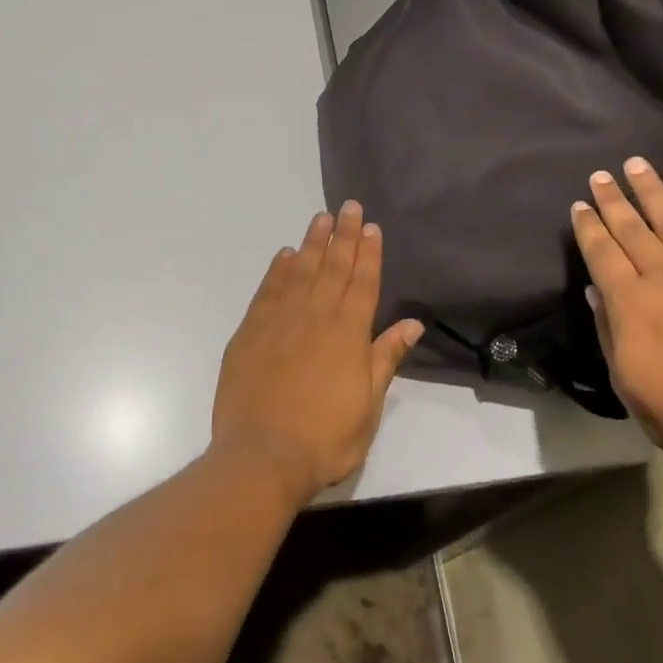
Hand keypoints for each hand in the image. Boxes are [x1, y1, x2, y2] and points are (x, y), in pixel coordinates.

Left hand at [212, 201, 423, 507]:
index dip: (369, 252)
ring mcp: (280, 321)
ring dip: (313, 243)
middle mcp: (315, 316)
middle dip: (344, 235)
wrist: (262, 456)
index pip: (363, 282)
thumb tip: (413, 322)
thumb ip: (386, 357)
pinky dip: (278, 269)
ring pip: (300, 271)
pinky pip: (268, 290)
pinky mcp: (250, 332)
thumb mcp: (369, 404)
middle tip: (348, 206)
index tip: (371, 226)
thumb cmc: (325, 437)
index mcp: (348, 332)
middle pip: (333, 267)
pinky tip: (285, 255)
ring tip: (321, 218)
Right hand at [572, 158, 662, 478]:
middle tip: (601, 174)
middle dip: (614, 199)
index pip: (603, 253)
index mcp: (632, 304)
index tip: (580, 205)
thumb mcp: (626, 382)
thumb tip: (596, 292)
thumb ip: (609, 331)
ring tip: (638, 165)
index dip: (589, 226)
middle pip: (634, 228)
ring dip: (654, 191)